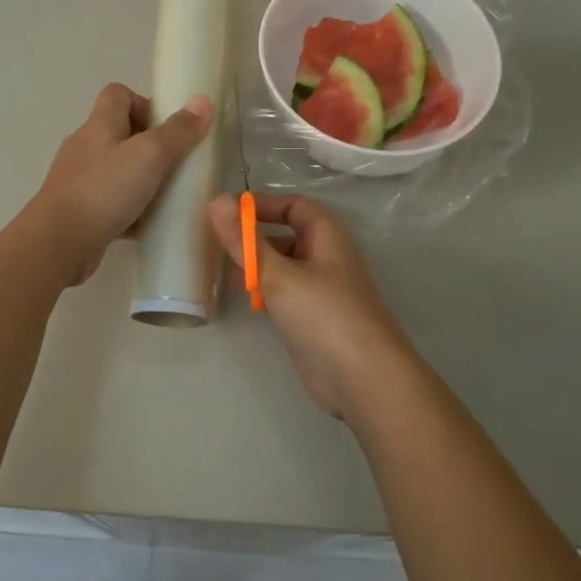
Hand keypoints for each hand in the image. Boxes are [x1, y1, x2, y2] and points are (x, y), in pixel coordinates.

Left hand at [33, 84, 211, 284]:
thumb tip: (202, 102)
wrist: (58, 242)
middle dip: (150, 145)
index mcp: (99, 125)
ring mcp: (79, 180)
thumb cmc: (104, 190)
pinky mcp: (80, 211)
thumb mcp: (149, 155)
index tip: (169, 127)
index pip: (118, 95)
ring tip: (168, 194)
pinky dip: (131, 210)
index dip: (144, 103)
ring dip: (142, 179)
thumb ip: (177, 131)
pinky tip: (149, 224)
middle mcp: (86, 147)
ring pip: (117, 170)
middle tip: (177, 163)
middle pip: (119, 132)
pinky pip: (111, 202)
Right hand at [207, 193, 419, 419]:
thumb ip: (244, 241)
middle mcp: (326, 257)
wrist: (364, 380)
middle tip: (215, 242)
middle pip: (287, 235)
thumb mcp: (279, 275)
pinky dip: (265, 290)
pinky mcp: (314, 319)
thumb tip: (216, 200)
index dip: (261, 205)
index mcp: (327, 236)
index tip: (226, 212)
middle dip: (254, 236)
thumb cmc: (325, 316)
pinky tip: (245, 298)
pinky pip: (285, 293)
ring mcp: (321, 290)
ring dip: (257, 265)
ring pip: (284, 266)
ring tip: (221, 269)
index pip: (293, 205)